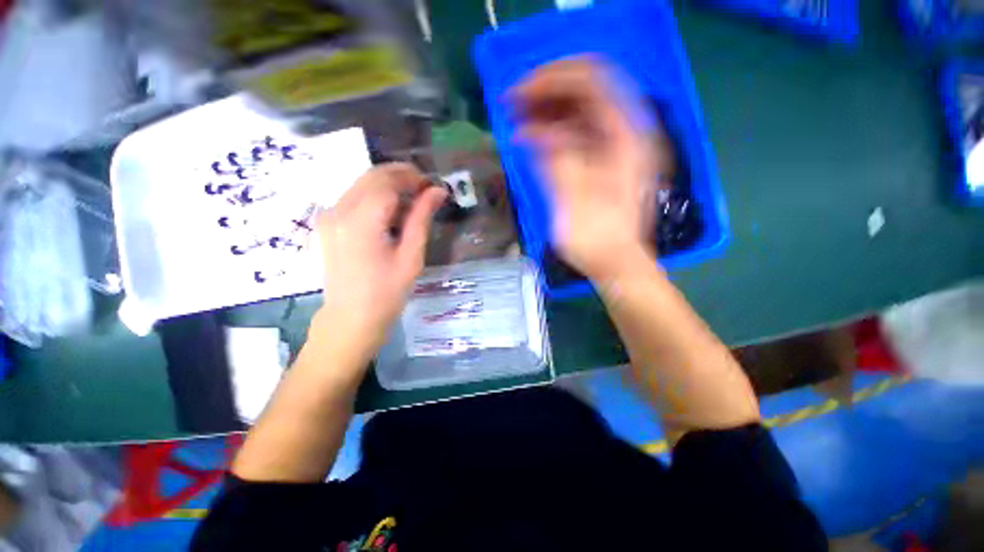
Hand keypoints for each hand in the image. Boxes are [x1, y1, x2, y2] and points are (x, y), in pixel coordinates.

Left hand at [314, 164, 446, 351]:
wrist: (350, 318)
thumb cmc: (387, 292)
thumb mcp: (411, 257)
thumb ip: (421, 219)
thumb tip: (437, 191)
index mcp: (361, 221)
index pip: (388, 182)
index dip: (413, 178)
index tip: (433, 186)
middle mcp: (338, 210)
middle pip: (372, 176)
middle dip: (401, 175)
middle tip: (425, 190)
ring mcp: (328, 216)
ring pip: (361, 183)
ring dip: (389, 184)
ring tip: (412, 201)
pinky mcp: (327, 223)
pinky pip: (353, 196)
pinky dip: (375, 195)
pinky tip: (391, 212)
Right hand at [511, 56, 659, 279]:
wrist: (615, 263)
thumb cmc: (597, 239)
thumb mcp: (574, 200)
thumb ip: (555, 159)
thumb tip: (529, 131)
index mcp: (626, 136)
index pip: (593, 79)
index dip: (554, 78)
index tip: (520, 93)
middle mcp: (626, 133)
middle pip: (587, 90)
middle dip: (547, 91)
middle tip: (513, 104)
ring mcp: (615, 147)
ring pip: (580, 110)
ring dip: (547, 109)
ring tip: (517, 117)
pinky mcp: (603, 161)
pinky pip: (577, 133)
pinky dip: (553, 130)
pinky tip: (531, 137)